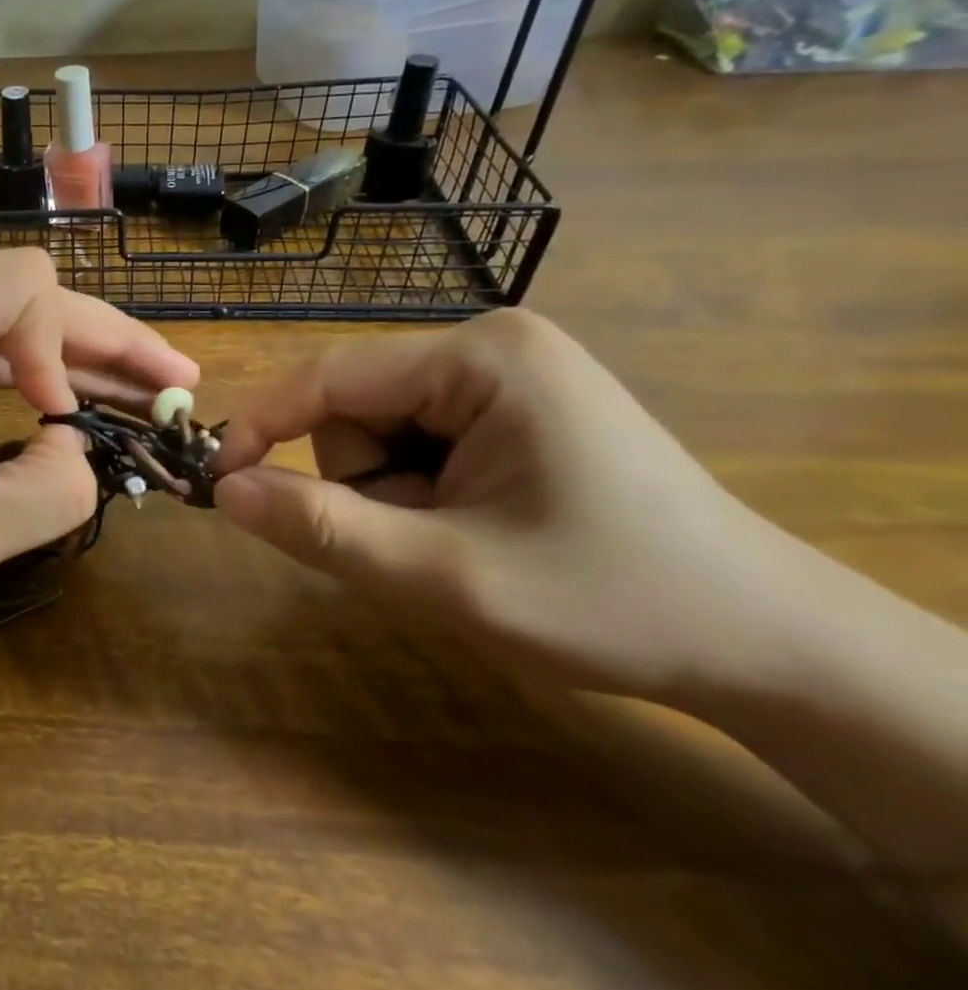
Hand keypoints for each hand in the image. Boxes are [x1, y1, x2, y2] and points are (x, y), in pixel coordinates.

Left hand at [0, 251, 198, 645]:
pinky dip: (28, 372)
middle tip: (177, 381)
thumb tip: (82, 445)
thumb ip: (53, 491)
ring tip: (147, 392)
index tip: (64, 423)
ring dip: (72, 358)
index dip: (65, 348)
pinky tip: (79, 399)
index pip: (21, 286)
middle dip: (100, 342)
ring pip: (4, 318)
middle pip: (20, 294)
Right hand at [212, 309, 824, 704]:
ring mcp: (505, 371)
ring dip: (395, 492)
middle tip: (426, 548)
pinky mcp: (513, 403)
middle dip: (367, 482)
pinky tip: (481, 526)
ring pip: (383, 427)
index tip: (217, 480)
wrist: (771, 646)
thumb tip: (225, 491)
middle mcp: (488, 343)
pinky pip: (420, 437)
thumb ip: (325, 528)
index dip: (261, 426)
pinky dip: (422, 490)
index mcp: (480, 357)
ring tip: (464, 542)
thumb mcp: (448, 575)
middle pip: (358, 406)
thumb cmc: (613, 602)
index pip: (330, 376)